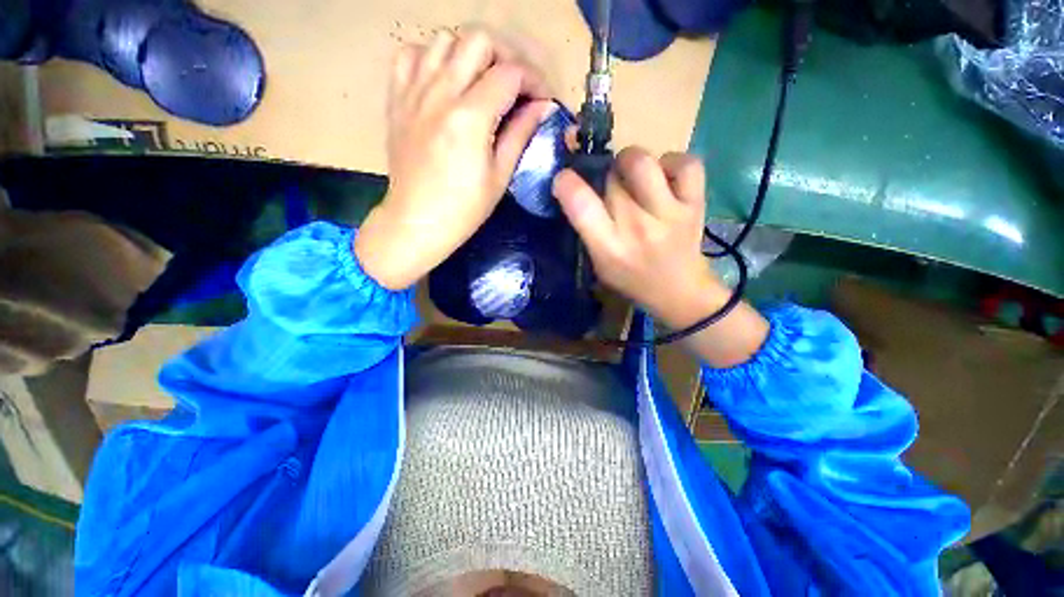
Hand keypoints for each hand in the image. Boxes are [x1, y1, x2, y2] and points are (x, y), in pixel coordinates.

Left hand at [355, 26, 556, 289]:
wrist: (416, 221)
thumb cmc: (463, 209)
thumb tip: (544, 107)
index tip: (542, 100)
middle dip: (506, 56)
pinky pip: (410, 54)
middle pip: (478, 40)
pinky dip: (431, 57)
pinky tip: (443, 81)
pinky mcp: (397, 99)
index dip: (534, 80)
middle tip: (515, 86)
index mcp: (470, 118)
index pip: (510, 73)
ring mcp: (414, 92)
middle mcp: (440, 93)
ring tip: (480, 83)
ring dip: (470, 54)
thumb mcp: (500, 175)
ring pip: (444, 39)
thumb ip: (521, 133)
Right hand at [553, 147, 768, 366]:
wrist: (680, 292)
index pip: (581, 203)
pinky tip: (664, 176)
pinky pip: (685, 164)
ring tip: (632, 174)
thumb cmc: (632, 280)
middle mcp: (637, 227)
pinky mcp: (695, 204)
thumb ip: (588, 231)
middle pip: (610, 178)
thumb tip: (579, 191)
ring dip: (629, 161)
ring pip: (642, 162)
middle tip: (608, 188)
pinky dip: (672, 162)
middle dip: (603, 177)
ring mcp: (669, 213)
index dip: (567, 183)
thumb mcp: (600, 265)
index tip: (565, 180)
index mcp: (609, 247)